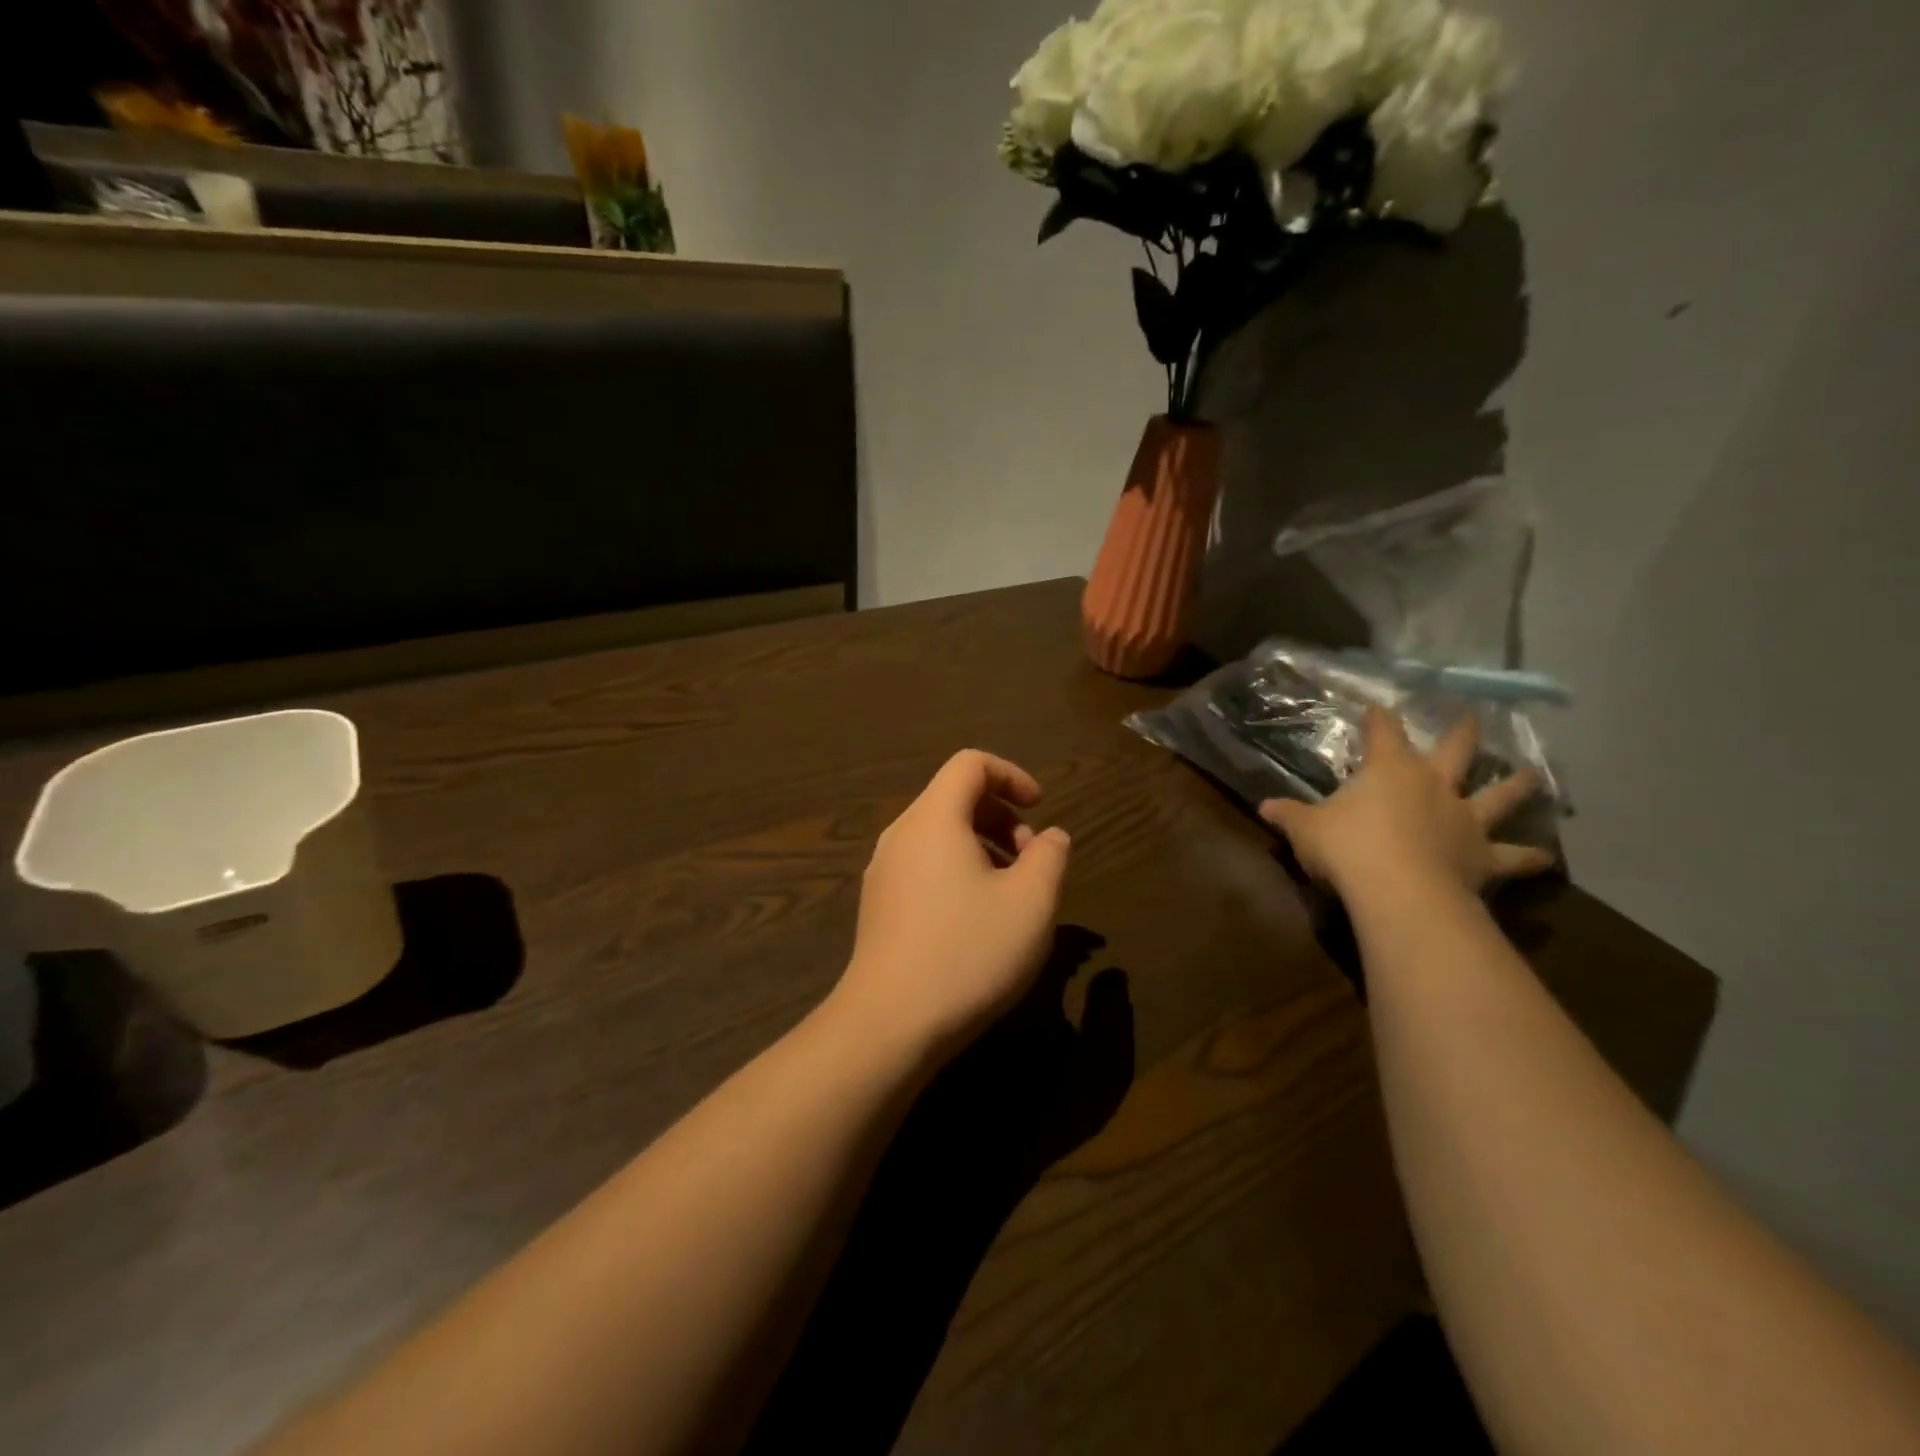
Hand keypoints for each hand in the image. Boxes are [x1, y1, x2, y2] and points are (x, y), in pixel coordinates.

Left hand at [831, 750, 1072, 1061]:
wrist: (889, 1024)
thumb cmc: (968, 953)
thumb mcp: (1031, 903)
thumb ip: (1050, 857)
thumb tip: (1051, 837)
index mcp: (933, 819)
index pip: (970, 764)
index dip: (1012, 775)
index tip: (1040, 809)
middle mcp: (900, 835)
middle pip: (953, 797)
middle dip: (1000, 815)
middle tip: (1032, 859)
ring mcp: (882, 871)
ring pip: (938, 834)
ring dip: (981, 846)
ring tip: (1010, 892)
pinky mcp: (878, 906)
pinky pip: (923, 865)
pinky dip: (957, 870)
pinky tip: (976, 919)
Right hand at [1260, 708, 1555, 898]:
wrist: (1397, 890)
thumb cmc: (1346, 847)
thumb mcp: (1305, 829)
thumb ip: (1289, 815)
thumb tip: (1265, 807)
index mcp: (1389, 770)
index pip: (1383, 731)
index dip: (1379, 718)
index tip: (1376, 708)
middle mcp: (1434, 785)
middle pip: (1455, 750)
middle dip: (1462, 732)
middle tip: (1473, 716)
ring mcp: (1464, 819)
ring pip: (1500, 795)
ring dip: (1518, 785)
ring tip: (1534, 776)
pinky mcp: (1483, 857)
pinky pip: (1513, 856)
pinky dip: (1529, 858)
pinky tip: (1546, 859)